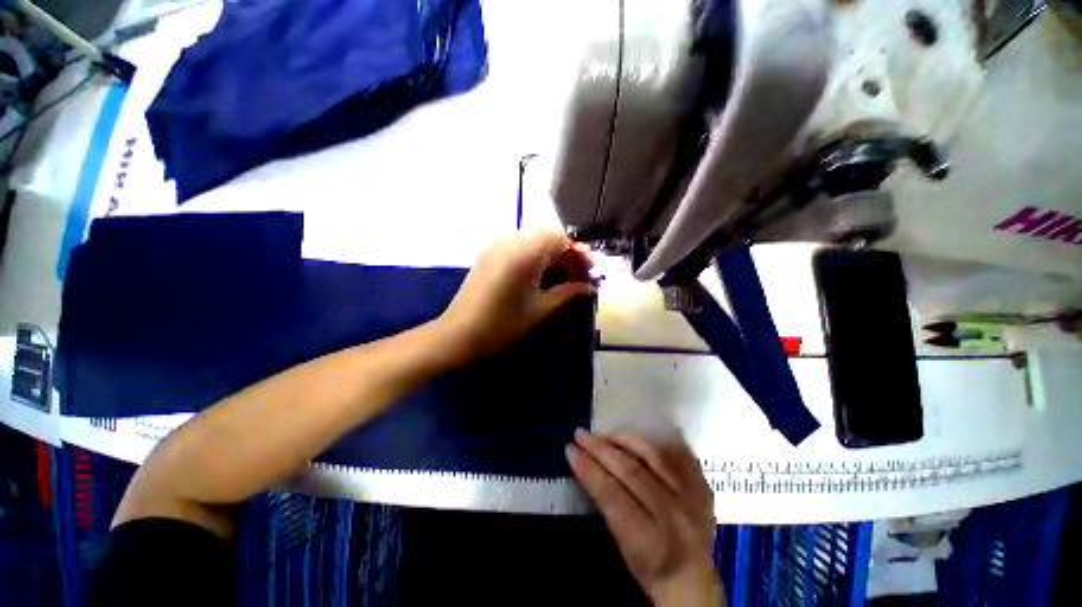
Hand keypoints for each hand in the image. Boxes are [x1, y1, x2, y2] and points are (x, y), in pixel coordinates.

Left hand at [437, 231, 593, 363]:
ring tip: (562, 278)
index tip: (589, 269)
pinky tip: (540, 276)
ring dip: (551, 256)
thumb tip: (590, 288)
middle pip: (547, 237)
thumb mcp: (540, 309)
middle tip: (578, 276)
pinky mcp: (488, 254)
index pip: (559, 239)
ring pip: (533, 241)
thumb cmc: (502, 325)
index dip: (578, 252)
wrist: (458, 335)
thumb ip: (567, 293)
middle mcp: (509, 241)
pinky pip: (519, 247)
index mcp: (524, 253)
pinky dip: (535, 257)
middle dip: (566, 254)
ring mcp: (496, 246)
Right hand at [567, 429, 722, 606]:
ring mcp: (693, 498)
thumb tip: (588, 464)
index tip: (570, 449)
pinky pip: (677, 453)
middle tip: (581, 434)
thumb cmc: (648, 566)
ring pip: (653, 455)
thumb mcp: (622, 544)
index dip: (589, 469)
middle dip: (600, 449)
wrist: (693, 580)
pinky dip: (654, 442)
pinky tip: (635, 437)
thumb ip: (607, 504)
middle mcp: (674, 515)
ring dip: (624, 439)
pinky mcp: (703, 486)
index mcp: (650, 540)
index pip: (612, 494)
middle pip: (631, 471)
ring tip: (605, 434)